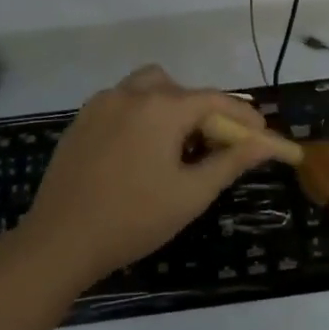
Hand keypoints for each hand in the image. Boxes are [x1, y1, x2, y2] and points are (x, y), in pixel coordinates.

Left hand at [18, 65, 287, 288]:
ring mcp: (101, 104)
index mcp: (162, 108)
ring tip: (176, 145)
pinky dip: (141, 115)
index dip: (243, 116)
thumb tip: (268, 144)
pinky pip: (121, 103)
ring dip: (170, 107)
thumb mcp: (192, 193)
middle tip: (215, 146)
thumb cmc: (135, 219)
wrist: (61, 241)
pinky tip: (141, 152)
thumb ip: (232, 161)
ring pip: (148, 88)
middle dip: (204, 111)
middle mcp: (131, 94)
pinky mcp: (81, 121)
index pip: (215, 100)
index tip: (262, 134)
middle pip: (181, 89)